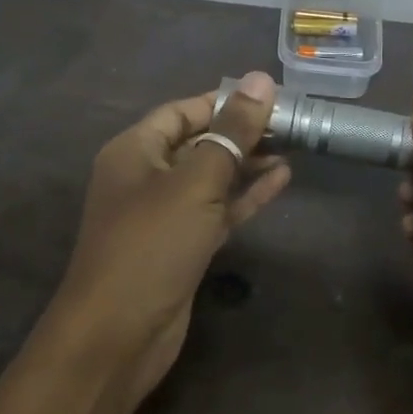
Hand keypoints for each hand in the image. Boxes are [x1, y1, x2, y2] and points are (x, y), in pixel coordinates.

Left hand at [50, 71, 289, 410]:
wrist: (119, 333)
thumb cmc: (152, 245)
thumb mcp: (195, 182)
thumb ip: (231, 133)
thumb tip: (260, 80)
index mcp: (135, 151)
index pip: (183, 111)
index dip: (224, 101)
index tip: (270, 96)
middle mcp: (146, 177)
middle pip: (199, 142)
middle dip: (242, 132)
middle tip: (292, 122)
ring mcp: (165, 215)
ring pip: (212, 178)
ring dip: (248, 163)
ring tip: (293, 146)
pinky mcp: (183, 246)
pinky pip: (218, 210)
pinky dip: (246, 196)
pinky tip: (282, 180)